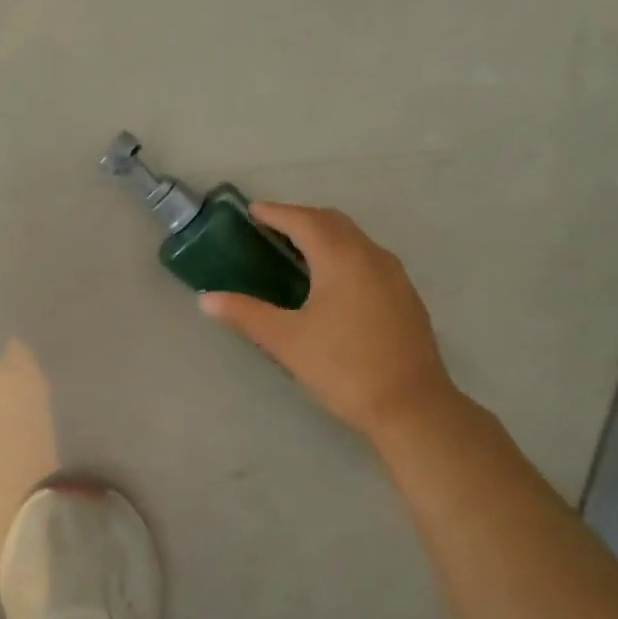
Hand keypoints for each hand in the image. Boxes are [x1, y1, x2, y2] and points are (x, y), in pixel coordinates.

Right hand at [200, 202, 454, 439]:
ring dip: (324, 236)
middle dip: (300, 218)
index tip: (252, 212)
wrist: (411, 407)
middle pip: (333, 222)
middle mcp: (371, 257)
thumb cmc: (343, 368)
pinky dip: (342, 255)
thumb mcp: (286, 341)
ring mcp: (394, 276)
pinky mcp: (405, 297)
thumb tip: (206, 300)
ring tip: (295, 251)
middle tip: (270, 229)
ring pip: (354, 240)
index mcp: (342, 259)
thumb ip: (245, 314)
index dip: (276, 213)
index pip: (304, 221)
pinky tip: (330, 282)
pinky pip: (368, 259)